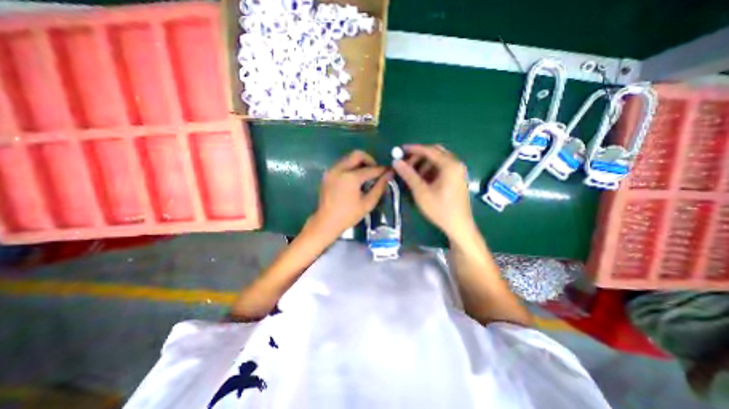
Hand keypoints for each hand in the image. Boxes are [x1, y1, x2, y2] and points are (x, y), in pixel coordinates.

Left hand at [312, 150, 395, 239]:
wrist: (326, 222)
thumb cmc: (348, 215)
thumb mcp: (367, 203)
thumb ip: (379, 187)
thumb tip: (389, 174)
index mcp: (351, 177)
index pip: (370, 169)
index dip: (381, 169)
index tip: (389, 170)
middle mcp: (339, 169)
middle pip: (357, 154)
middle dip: (369, 160)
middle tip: (375, 171)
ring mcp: (331, 170)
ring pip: (348, 158)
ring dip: (359, 163)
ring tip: (365, 176)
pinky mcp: (327, 174)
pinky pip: (341, 164)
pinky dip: (350, 167)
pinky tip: (354, 179)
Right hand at [396, 144, 475, 239]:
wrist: (458, 226)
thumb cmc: (440, 209)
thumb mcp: (421, 191)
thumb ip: (408, 175)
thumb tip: (396, 162)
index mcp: (449, 165)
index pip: (429, 150)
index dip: (413, 149)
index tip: (400, 150)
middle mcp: (456, 164)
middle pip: (435, 153)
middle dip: (419, 157)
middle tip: (406, 164)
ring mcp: (458, 171)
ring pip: (438, 161)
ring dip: (424, 164)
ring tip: (412, 174)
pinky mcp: (457, 179)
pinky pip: (442, 168)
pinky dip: (430, 170)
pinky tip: (422, 180)